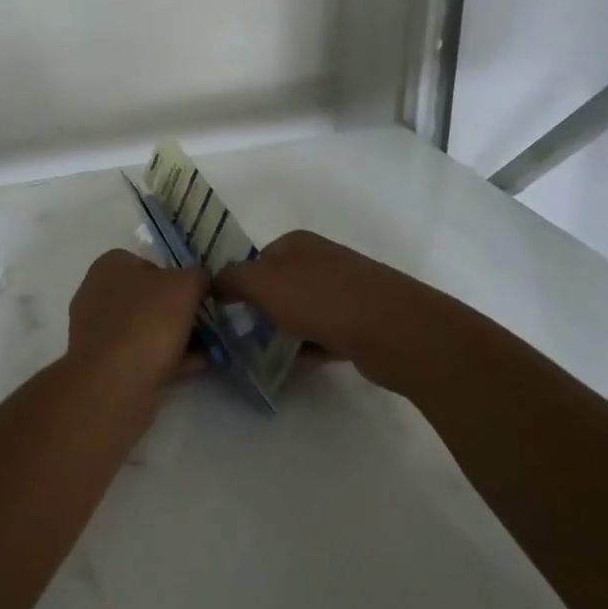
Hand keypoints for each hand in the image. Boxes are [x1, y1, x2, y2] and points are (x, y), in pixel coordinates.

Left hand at [67, 249, 208, 392]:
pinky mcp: (105, 364)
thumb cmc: (147, 322)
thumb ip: (198, 276)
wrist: (112, 384)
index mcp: (110, 266)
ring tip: (211, 347)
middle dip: (181, 310)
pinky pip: (143, 354)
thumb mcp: (185, 285)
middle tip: (211, 323)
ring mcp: (99, 331)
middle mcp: (98, 293)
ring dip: (178, 336)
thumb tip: (201, 281)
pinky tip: (198, 365)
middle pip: (150, 297)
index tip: (202, 296)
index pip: (150, 263)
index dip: (179, 277)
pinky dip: (170, 358)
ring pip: (148, 328)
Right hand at [211, 230, 413, 389]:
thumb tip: (214, 284)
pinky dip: (311, 348)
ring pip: (301, 312)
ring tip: (270, 358)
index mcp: (297, 244)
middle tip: (246, 340)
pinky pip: (325, 333)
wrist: (394, 330)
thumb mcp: (262, 283)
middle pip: (278, 288)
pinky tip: (302, 364)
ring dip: (285, 334)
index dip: (240, 286)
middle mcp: (321, 260)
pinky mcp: (362, 320)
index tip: (229, 315)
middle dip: (262, 313)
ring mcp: (345, 290)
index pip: (256, 260)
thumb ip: (230, 280)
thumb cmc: (321, 299)